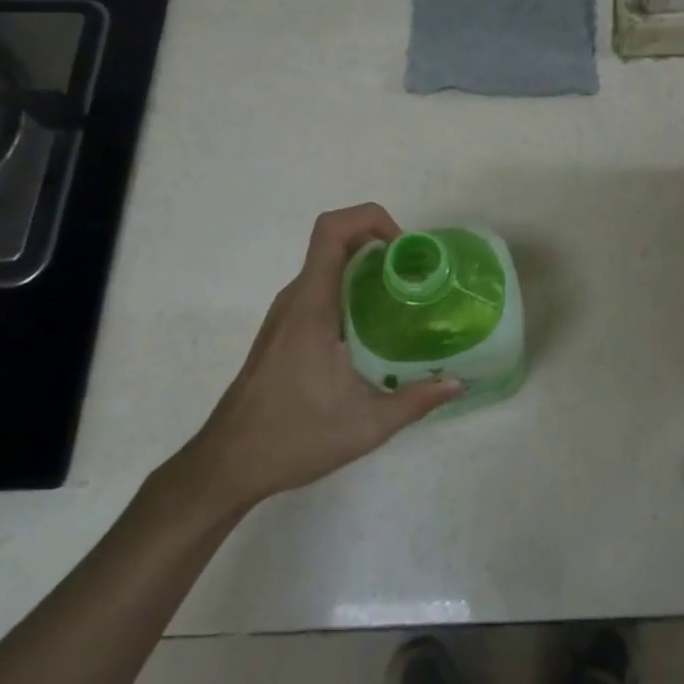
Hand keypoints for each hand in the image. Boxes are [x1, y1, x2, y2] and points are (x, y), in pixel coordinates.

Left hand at [172, 204, 461, 515]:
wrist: (227, 464)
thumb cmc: (293, 438)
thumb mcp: (366, 425)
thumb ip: (415, 401)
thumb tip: (457, 384)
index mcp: (312, 307)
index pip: (332, 231)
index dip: (371, 219)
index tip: (405, 249)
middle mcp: (296, 299)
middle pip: (335, 242)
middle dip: (380, 244)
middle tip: (418, 274)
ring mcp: (286, 313)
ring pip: (328, 266)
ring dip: (366, 268)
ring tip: (405, 298)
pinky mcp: (284, 330)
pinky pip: (321, 290)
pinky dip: (351, 290)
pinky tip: (375, 328)